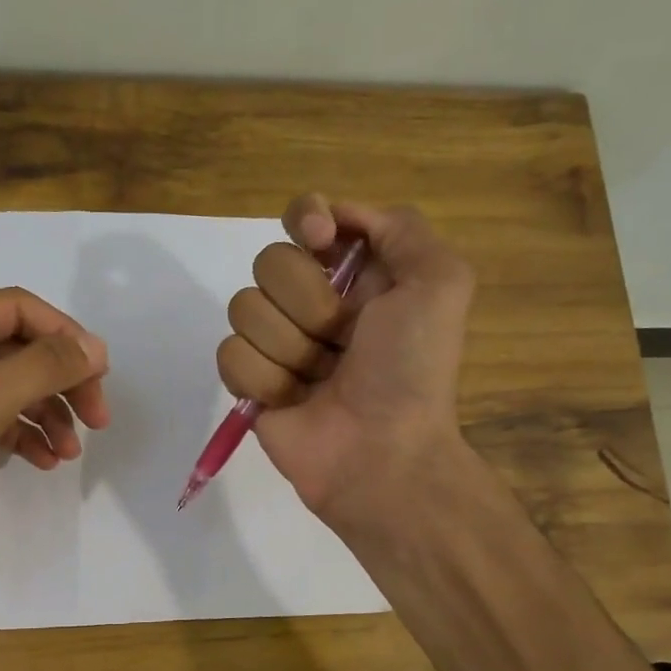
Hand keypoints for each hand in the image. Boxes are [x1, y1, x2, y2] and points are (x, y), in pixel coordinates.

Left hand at [0, 288, 109, 601]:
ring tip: (71, 452)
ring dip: (48, 413)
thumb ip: (40, 367)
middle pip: (18, 348)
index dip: (64, 335)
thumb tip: (94, 347)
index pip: (16, 309)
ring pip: (12, 387)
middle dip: (61, 380)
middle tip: (98, 419)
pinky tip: (44, 461)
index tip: (101, 376)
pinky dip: (25, 435)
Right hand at [217, 196, 473, 528]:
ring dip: (289, 347)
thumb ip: (400, 228)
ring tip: (319, 378)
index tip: (320, 243)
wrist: (381, 453)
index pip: (305, 217)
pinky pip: (230, 354)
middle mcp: (313, 302)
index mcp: (356, 273)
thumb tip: (336, 217)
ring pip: (245, 308)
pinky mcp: (250, 382)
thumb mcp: (440, 282)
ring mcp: (277, 343)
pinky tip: (292, 400)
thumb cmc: (412, 369)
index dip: (305, 220)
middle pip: (269, 261)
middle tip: (341, 340)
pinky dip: (264, 378)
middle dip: (309, 303)